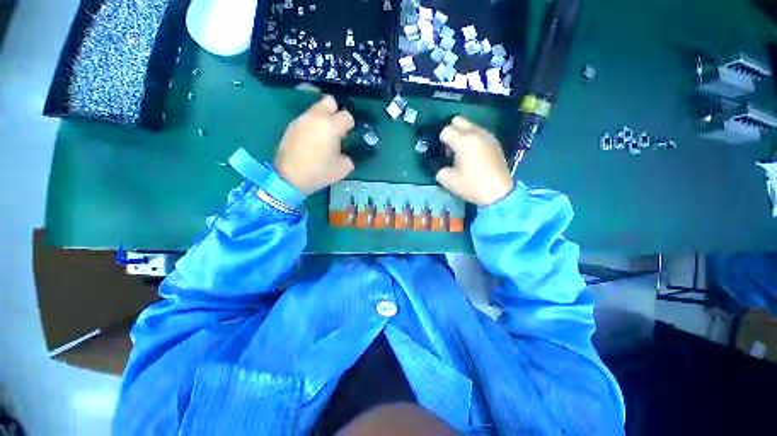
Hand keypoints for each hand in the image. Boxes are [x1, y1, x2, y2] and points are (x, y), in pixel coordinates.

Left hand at [274, 96, 355, 194]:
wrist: (290, 177)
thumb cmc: (319, 172)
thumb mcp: (343, 168)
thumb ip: (349, 156)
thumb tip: (344, 152)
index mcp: (331, 126)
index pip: (346, 115)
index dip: (349, 125)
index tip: (347, 136)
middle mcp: (316, 117)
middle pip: (329, 101)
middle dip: (335, 112)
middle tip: (336, 129)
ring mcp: (301, 120)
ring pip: (316, 109)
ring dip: (323, 119)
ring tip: (323, 137)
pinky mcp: (292, 126)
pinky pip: (306, 119)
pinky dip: (312, 126)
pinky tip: (311, 141)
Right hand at [435, 116, 514, 206]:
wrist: (498, 192)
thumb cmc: (472, 185)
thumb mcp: (448, 180)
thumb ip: (439, 169)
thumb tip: (441, 165)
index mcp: (464, 140)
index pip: (446, 130)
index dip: (441, 141)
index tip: (443, 153)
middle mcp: (476, 133)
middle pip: (458, 120)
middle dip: (451, 131)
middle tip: (451, 148)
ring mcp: (488, 136)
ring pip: (471, 126)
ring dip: (463, 135)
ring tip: (462, 152)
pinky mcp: (495, 143)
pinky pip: (480, 133)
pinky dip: (473, 139)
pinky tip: (474, 154)